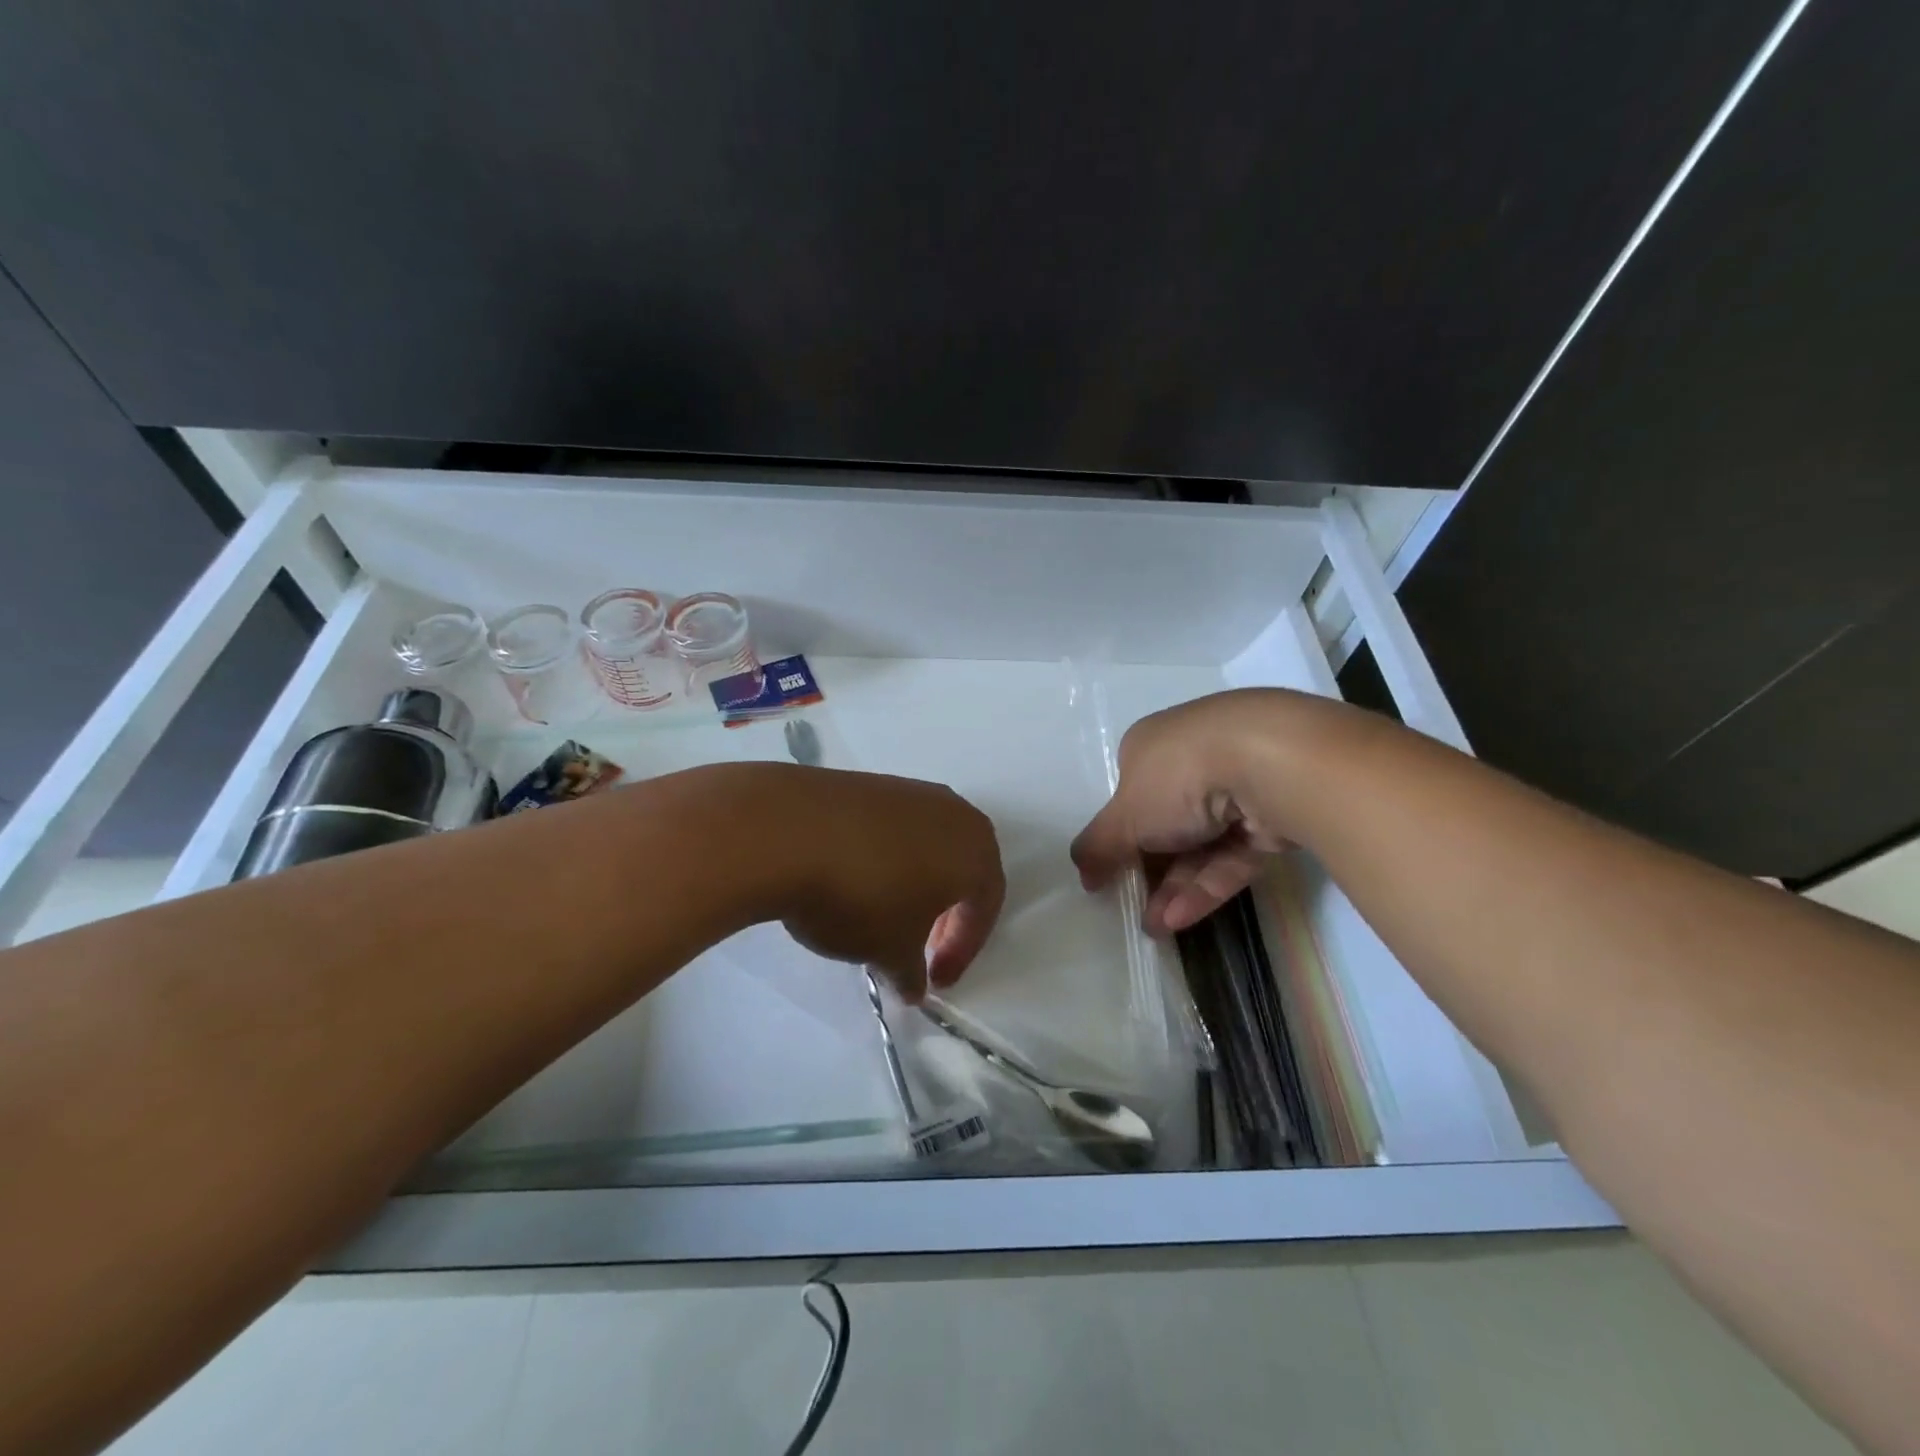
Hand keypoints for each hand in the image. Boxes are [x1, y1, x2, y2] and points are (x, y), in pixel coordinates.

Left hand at [771, 767, 1004, 1001]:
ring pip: (927, 846)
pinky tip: (855, 882)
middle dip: (945, 914)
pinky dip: (885, 860)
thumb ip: (911, 973)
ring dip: (915, 884)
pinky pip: (892, 830)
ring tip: (883, 916)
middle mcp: (952, 811)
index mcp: (976, 848)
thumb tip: (913, 986)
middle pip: (962, 868)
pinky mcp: (868, 784)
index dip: (964, 948)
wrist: (789, 832)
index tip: (936, 980)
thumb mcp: (891, 951)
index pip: (985, 903)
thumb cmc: (863, 897)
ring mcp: (908, 791)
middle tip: (919, 948)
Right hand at [1070, 691, 1304, 935]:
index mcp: (1152, 746)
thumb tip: (1082, 873)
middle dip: (1148, 869)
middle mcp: (1194, 759)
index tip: (1109, 871)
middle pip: (1165, 821)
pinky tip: (1179, 919)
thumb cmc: (1178, 777)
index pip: (1130, 790)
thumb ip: (1097, 847)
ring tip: (1154, 929)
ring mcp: (1238, 786)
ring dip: (1174, 886)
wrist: (1272, 764)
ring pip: (1200, 843)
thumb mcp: (1123, 816)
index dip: (1119, 832)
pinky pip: (1232, 855)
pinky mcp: (1272, 817)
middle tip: (1132, 908)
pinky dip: (1206, 885)